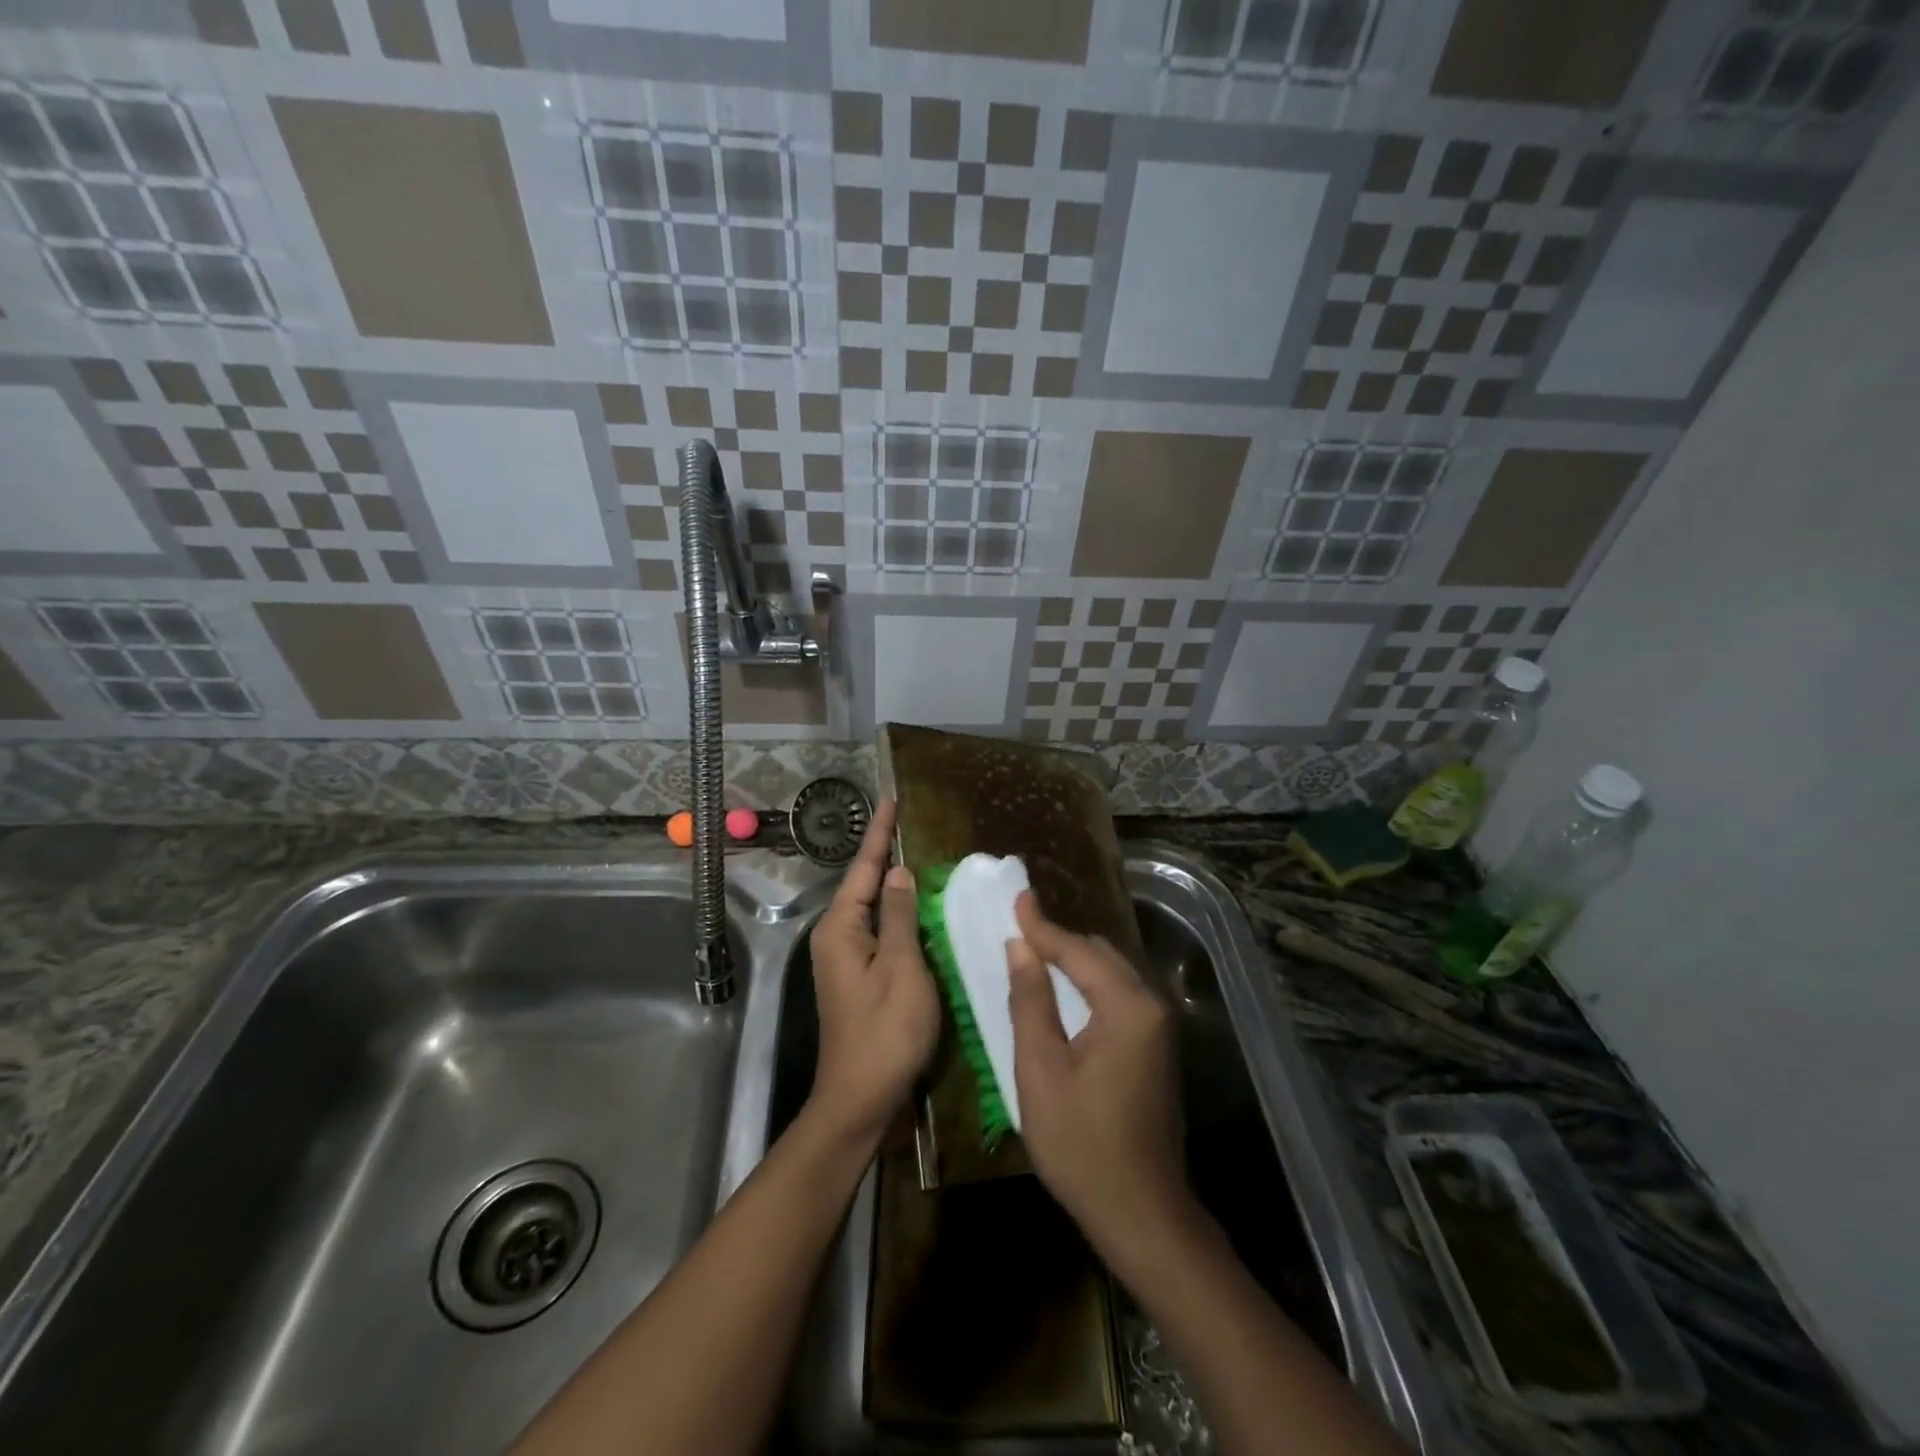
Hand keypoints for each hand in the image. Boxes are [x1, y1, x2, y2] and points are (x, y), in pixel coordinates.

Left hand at [805, 800, 940, 1142]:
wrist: (860, 1098)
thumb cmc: (885, 1031)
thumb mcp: (901, 967)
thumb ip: (899, 915)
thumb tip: (896, 872)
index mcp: (842, 928)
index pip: (865, 868)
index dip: (879, 833)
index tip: (890, 799)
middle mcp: (837, 937)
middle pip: (864, 885)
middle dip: (884, 853)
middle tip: (907, 822)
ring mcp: (845, 959)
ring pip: (872, 909)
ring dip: (891, 883)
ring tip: (915, 853)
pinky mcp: (858, 977)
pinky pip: (879, 931)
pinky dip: (897, 913)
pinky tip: (916, 906)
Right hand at [1006, 894, 1194, 1268]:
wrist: (1141, 1211)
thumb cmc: (1081, 1144)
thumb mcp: (1041, 1070)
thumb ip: (1031, 1001)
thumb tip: (1020, 947)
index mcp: (1127, 1006)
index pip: (1078, 950)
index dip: (1042, 925)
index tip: (1017, 897)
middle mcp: (1152, 1005)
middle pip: (1101, 954)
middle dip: (1060, 939)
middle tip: (1020, 925)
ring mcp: (1160, 1026)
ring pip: (1113, 972)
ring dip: (1076, 959)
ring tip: (1035, 950)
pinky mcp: (1157, 1045)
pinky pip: (1121, 994)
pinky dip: (1091, 983)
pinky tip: (1065, 988)